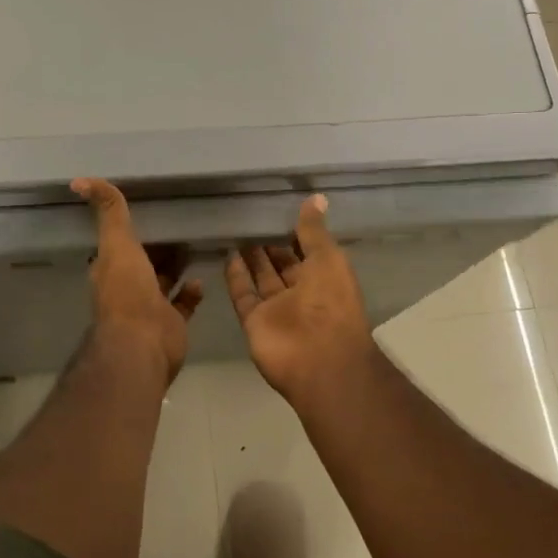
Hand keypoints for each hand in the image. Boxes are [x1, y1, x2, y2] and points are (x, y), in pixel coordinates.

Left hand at [73, 178, 203, 384]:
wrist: (143, 343)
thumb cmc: (128, 290)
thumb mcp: (117, 243)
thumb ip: (109, 212)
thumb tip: (79, 180)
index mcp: (111, 268)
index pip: (119, 244)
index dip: (130, 229)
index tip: (149, 209)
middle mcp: (128, 287)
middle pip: (143, 261)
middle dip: (157, 246)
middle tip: (180, 225)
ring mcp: (150, 306)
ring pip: (163, 281)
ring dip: (175, 266)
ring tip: (194, 245)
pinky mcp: (171, 322)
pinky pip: (183, 303)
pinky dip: (191, 292)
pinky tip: (200, 279)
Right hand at [226, 195, 378, 407]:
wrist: (318, 359)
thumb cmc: (331, 303)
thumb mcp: (328, 258)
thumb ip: (314, 230)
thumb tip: (316, 197)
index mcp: (325, 277)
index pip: (308, 250)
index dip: (295, 232)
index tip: (277, 209)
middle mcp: (302, 292)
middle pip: (283, 264)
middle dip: (270, 243)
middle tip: (250, 216)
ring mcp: (277, 309)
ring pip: (262, 278)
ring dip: (251, 257)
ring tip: (235, 229)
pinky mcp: (254, 321)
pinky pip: (243, 295)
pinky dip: (235, 277)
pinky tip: (227, 254)